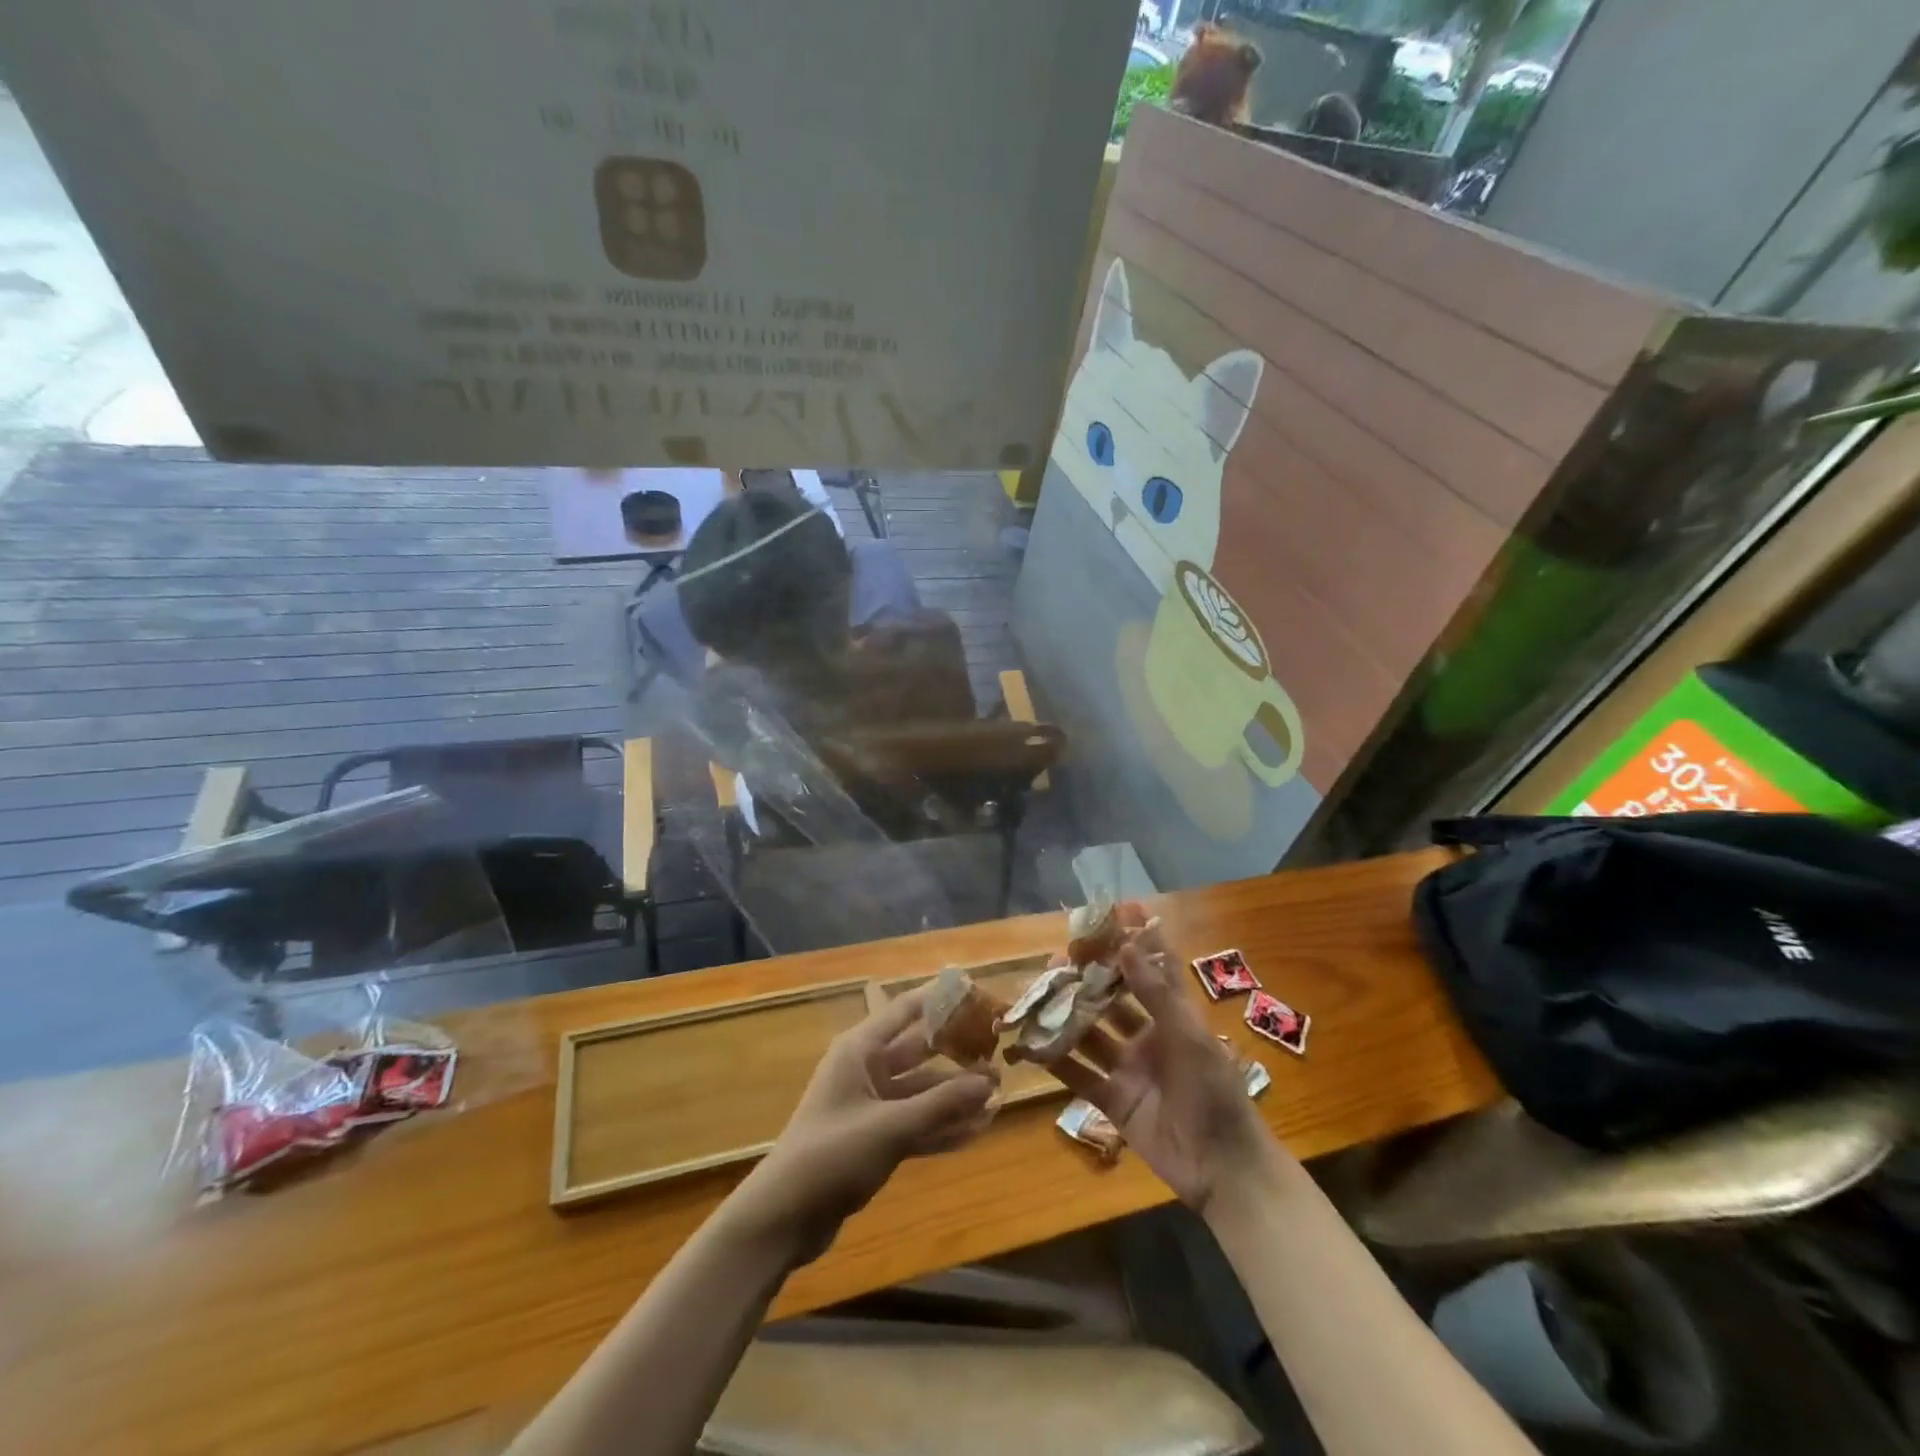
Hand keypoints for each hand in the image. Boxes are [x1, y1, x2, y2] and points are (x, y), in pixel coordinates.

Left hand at [728, 986, 997, 1263]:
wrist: (783, 1217)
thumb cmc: (832, 1155)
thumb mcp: (891, 1127)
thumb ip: (942, 1104)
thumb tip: (991, 1080)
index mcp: (861, 1049)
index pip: (907, 1010)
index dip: (942, 999)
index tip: (979, 993)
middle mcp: (866, 1069)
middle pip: (919, 1051)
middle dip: (957, 1053)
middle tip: (1000, 1054)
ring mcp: (869, 1105)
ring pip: (921, 1091)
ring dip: (954, 1095)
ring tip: (998, 1097)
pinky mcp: (873, 1138)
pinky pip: (915, 1123)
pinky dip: (941, 1126)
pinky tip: (977, 1131)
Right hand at [1055, 915, 1271, 1211]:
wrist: (1223, 1169)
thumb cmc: (1216, 1094)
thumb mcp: (1191, 1038)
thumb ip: (1156, 994)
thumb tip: (1126, 945)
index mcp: (1173, 1018)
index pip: (1152, 971)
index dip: (1135, 943)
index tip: (1110, 915)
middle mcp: (1147, 1038)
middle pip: (1111, 1001)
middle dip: (1087, 981)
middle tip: (1055, 960)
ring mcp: (1128, 1070)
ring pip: (1090, 1035)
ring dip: (1066, 1018)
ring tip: (1036, 997)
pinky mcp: (1113, 1102)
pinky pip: (1080, 1077)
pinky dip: (1057, 1063)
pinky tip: (1031, 1046)